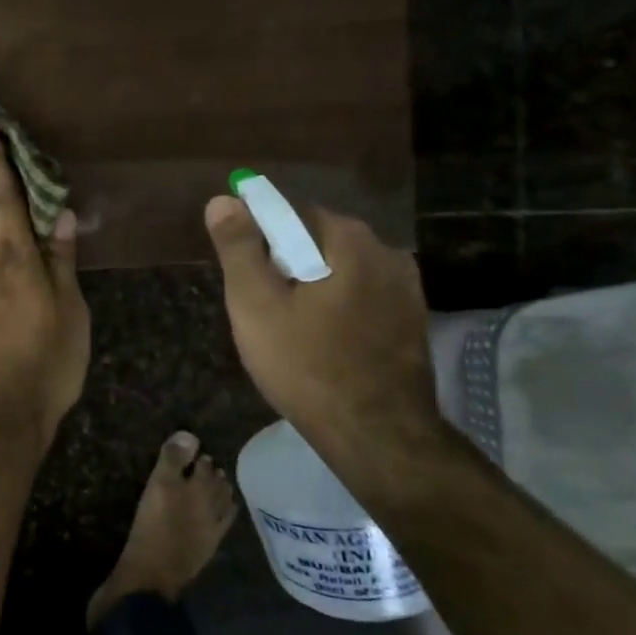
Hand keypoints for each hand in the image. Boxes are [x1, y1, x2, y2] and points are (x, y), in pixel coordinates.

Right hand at [203, 196, 440, 454]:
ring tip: (289, 330)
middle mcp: (387, 251)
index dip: (258, 236)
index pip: (290, 213)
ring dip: (313, 287)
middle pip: (317, 242)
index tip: (241, 272)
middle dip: (285, 264)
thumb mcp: (255, 305)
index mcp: (349, 239)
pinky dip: (337, 308)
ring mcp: (407, 288)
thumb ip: (239, 248)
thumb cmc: (306, 365)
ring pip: (340, 272)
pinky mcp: (412, 321)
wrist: (376, 435)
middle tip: (259, 307)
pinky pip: (361, 298)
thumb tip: (223, 200)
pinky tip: (322, 343)